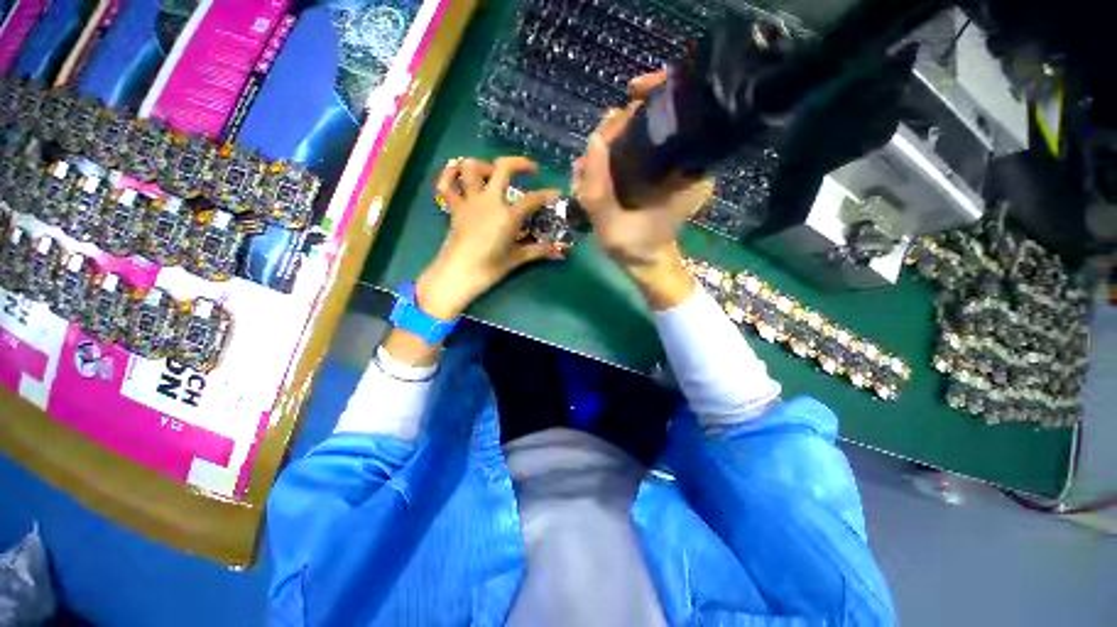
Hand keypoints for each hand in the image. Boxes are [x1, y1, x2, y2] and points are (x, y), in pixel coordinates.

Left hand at [417, 156, 563, 319]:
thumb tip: (559, 252)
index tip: (556, 192)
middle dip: (520, 163)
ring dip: (484, 165)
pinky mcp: (454, 208)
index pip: (533, 199)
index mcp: (508, 215)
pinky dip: (449, 175)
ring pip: (471, 168)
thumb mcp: (517, 258)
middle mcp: (489, 201)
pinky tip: (458, 173)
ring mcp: (470, 202)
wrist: (459, 274)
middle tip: (530, 169)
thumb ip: (538, 251)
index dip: (548, 194)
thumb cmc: (490, 268)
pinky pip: (446, 185)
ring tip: (494, 173)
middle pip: (503, 168)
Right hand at [572, 71, 713, 308]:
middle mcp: (685, 162)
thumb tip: (593, 141)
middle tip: (595, 150)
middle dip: (620, 125)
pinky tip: (595, 168)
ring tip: (589, 167)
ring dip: (611, 140)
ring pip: (641, 132)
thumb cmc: (635, 248)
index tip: (631, 93)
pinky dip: (613, 150)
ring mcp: (669, 166)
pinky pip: (635, 147)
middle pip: (656, 118)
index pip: (682, 112)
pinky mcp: (656, 172)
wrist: (646, 262)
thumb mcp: (611, 225)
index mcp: (688, 172)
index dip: (659, 91)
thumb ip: (597, 189)